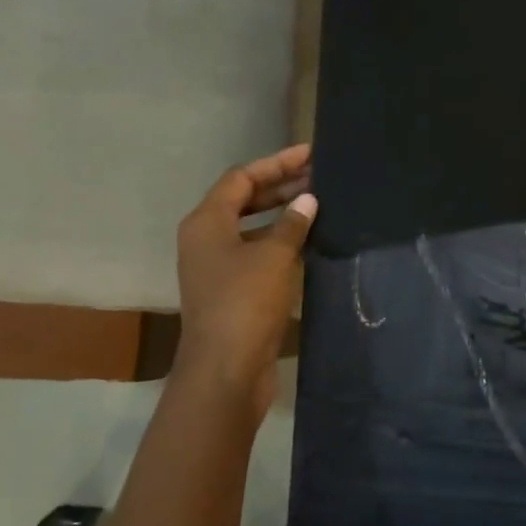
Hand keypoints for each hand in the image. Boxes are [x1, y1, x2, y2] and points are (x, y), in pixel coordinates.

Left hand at [173, 144, 316, 417]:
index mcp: (206, 222)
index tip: (310, 155)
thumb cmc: (245, 303)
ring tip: (319, 205)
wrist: (225, 371)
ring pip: (251, 228)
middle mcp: (205, 239)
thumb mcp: (273, 257)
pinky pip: (255, 254)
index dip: (276, 163)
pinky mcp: (230, 292)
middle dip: (280, 187)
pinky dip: (279, 243)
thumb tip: (307, 200)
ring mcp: (216, 267)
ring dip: (282, 215)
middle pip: (244, 200)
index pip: (241, 178)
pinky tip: (308, 243)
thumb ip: (292, 224)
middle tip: (319, 177)